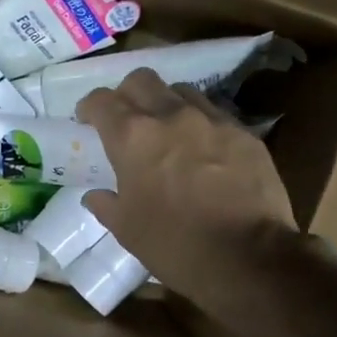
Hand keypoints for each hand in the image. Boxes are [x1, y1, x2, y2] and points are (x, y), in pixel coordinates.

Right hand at [76, 69, 298, 299]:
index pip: (101, 101)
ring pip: (180, 90)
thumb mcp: (127, 230)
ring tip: (167, 131)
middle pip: (141, 79)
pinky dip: (199, 123)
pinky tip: (202, 150)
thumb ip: (106, 205)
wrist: (249, 257)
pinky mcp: (244, 133)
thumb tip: (96, 195)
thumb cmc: (175, 245)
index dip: (89, 108)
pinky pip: (214, 114)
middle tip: (126, 120)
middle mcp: (170, 116)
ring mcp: (212, 120)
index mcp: (132, 137)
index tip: (87, 122)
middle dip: (127, 94)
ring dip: (166, 104)